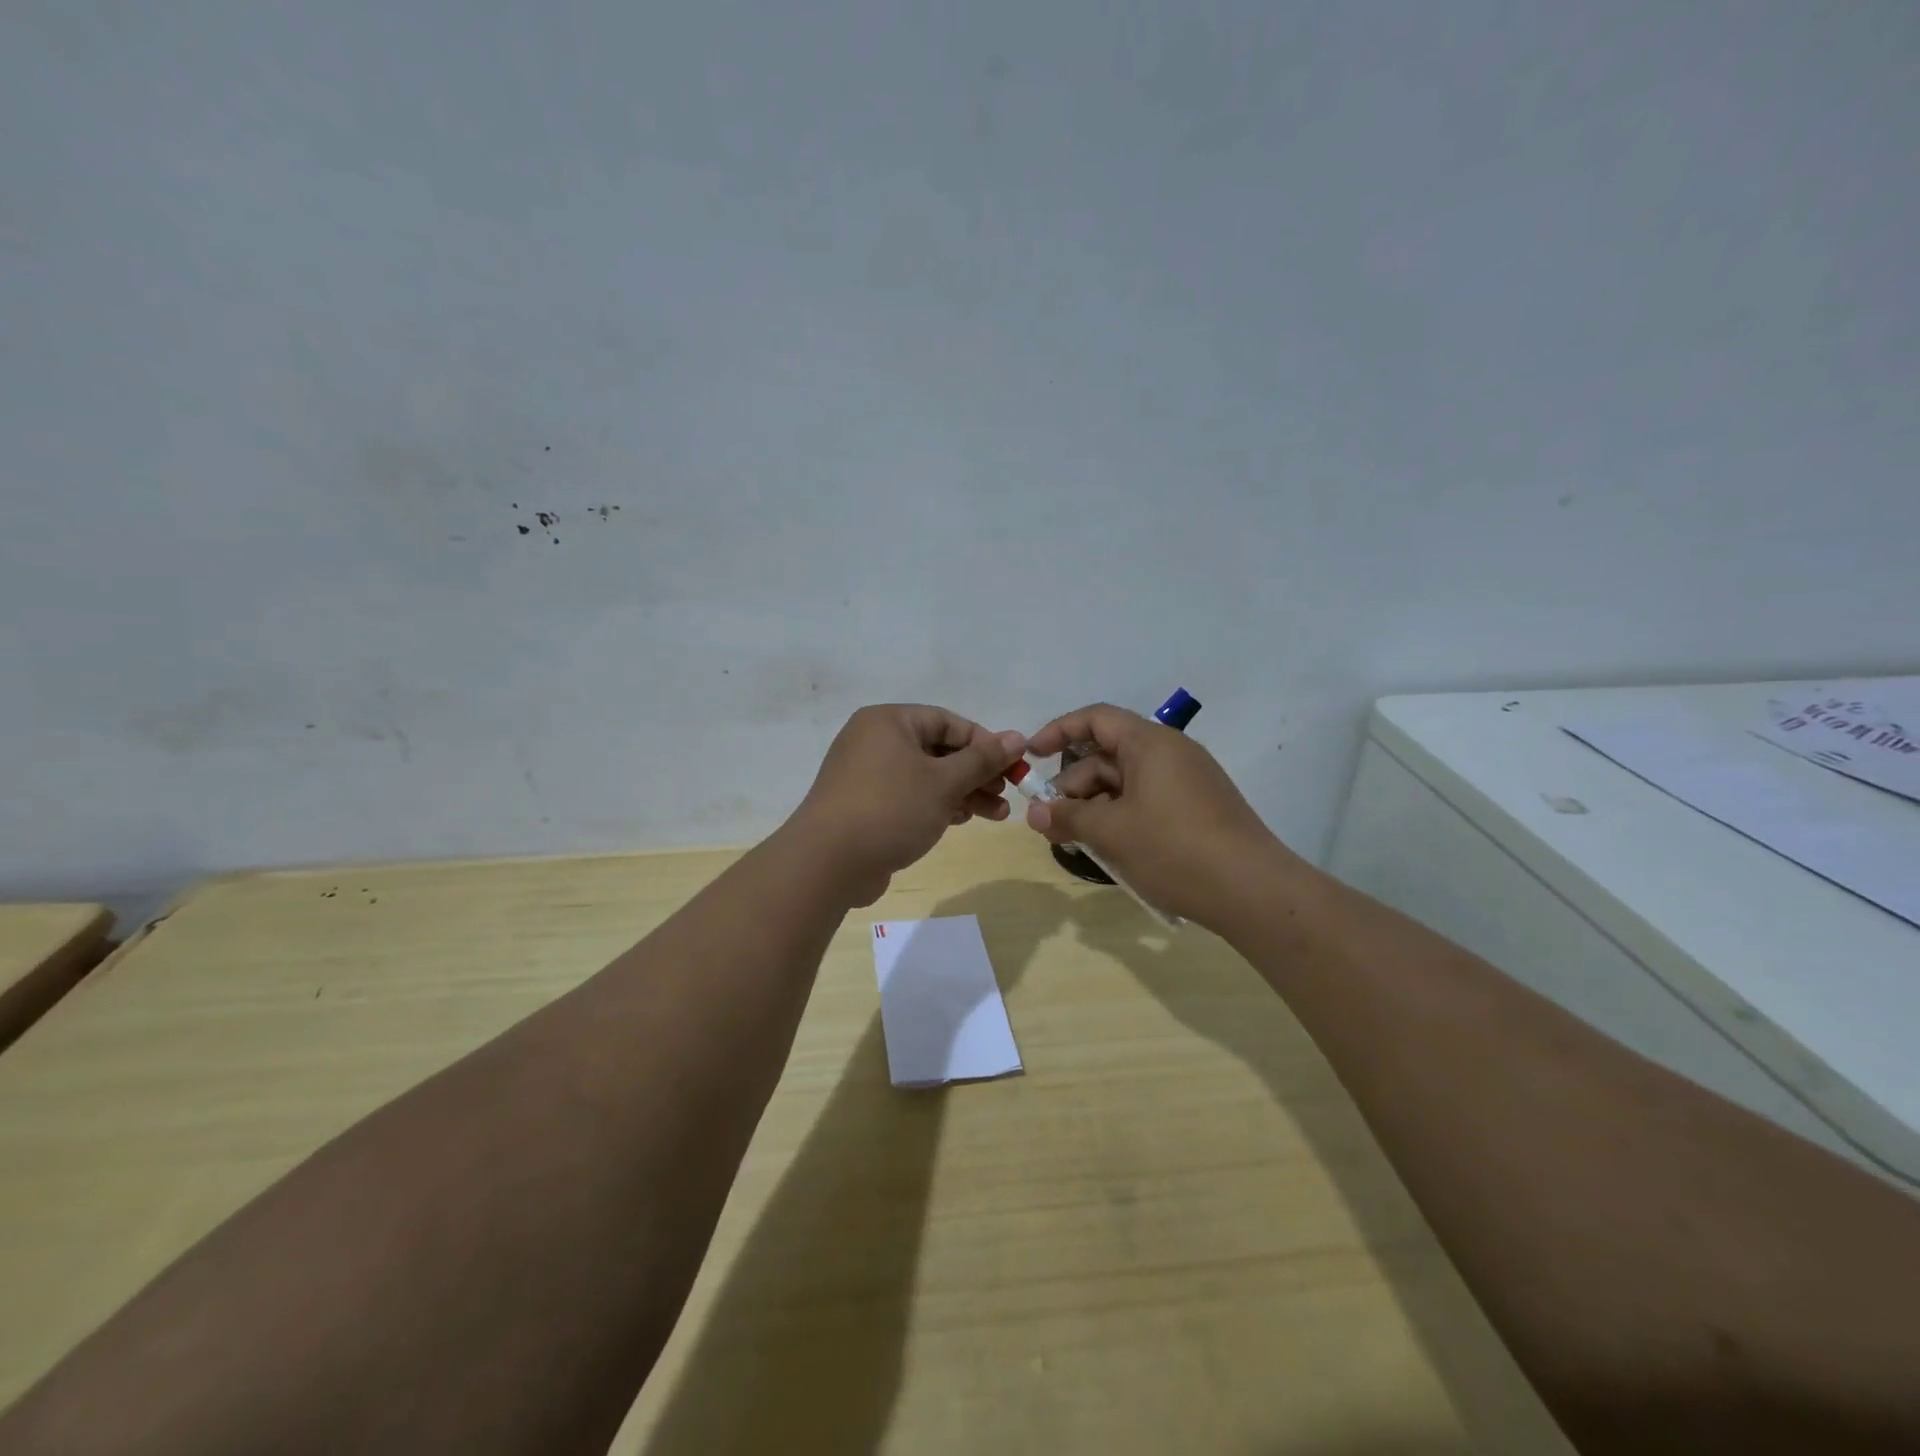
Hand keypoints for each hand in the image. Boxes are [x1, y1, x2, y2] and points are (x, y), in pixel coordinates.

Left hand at [787, 704, 1026, 905]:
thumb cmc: (891, 809)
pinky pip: (910, 797)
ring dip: (963, 793)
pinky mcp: (866, 806)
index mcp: (889, 722)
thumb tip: (1018, 737)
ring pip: (927, 777)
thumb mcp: (944, 782)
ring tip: (996, 815)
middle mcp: (875, 741)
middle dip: (976, 773)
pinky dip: (937, 805)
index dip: (985, 743)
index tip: (1012, 766)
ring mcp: (867, 775)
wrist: (828, 863)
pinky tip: (962, 820)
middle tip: (1006, 794)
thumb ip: (983, 759)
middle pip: (939, 750)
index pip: (948, 721)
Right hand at [1023, 703, 1295, 928]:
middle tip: (1049, 822)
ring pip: (1126, 783)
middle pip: (1107, 756)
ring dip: (1095, 807)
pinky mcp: (1198, 809)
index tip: (1031, 756)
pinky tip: (1109, 848)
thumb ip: (1068, 817)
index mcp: (1150, 743)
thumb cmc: (1175, 849)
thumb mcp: (1111, 832)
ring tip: (1076, 842)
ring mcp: (1188, 781)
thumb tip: (1035, 814)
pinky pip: (1147, 800)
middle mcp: (1171, 753)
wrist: (1254, 891)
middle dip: (1073, 786)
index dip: (1058, 731)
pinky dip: (1121, 817)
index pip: (1096, 719)